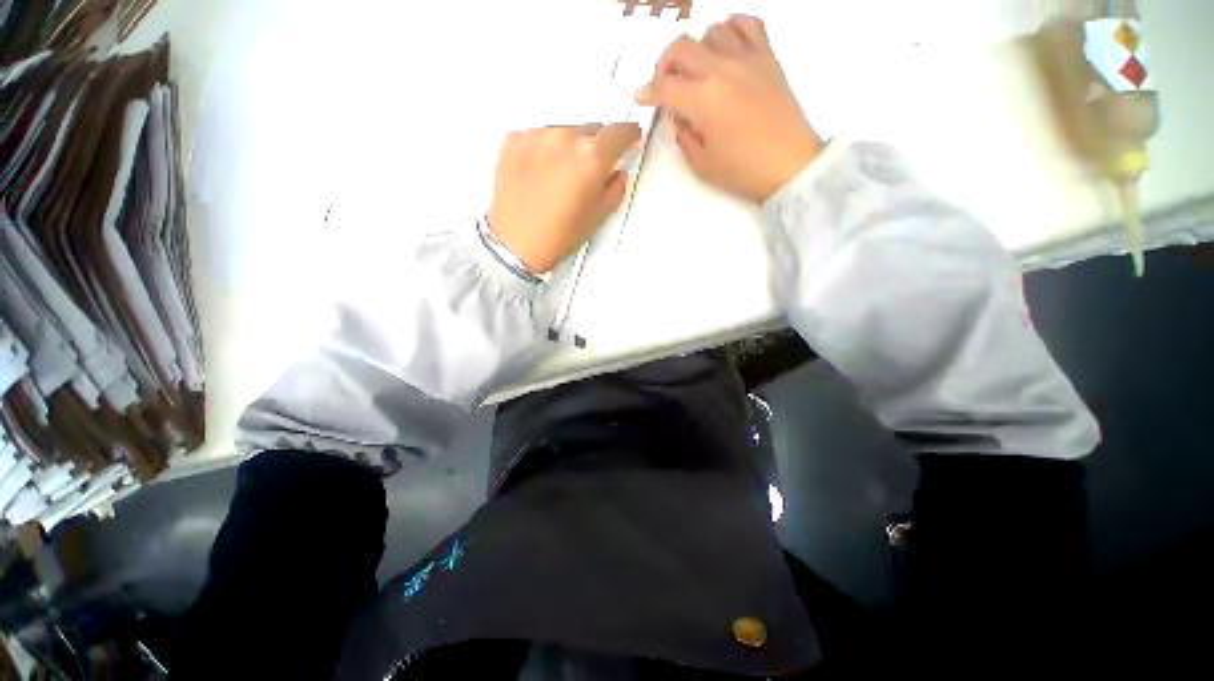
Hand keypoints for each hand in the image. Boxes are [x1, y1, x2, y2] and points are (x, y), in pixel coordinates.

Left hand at [488, 123, 641, 273]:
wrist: (514, 244)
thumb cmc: (555, 237)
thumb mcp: (597, 218)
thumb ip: (615, 189)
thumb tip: (617, 175)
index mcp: (590, 159)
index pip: (619, 131)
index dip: (628, 136)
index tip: (629, 138)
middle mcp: (564, 139)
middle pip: (591, 130)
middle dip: (595, 148)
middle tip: (587, 175)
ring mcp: (536, 137)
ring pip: (564, 131)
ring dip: (568, 148)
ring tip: (560, 179)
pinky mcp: (514, 140)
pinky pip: (539, 136)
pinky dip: (544, 150)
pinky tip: (541, 175)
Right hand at [636, 15, 822, 203]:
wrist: (790, 166)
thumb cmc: (742, 171)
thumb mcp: (701, 163)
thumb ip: (684, 136)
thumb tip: (679, 116)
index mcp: (702, 100)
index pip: (664, 86)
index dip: (647, 92)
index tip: (640, 98)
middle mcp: (721, 70)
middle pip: (681, 47)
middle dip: (664, 65)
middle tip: (665, 84)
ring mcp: (747, 59)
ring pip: (712, 31)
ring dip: (697, 48)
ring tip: (698, 70)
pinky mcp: (768, 58)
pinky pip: (749, 24)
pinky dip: (732, 28)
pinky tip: (727, 47)